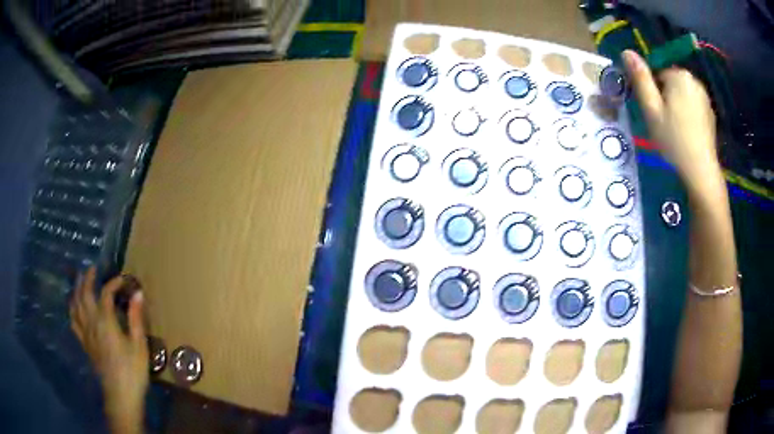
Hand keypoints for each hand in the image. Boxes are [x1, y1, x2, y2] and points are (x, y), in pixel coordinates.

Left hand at [70, 267, 147, 432]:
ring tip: (79, 280)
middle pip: (84, 294)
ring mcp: (85, 333)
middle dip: (87, 278)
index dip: (113, 283)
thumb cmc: (132, 371)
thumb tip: (138, 293)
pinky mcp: (84, 343)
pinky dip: (72, 309)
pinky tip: (74, 306)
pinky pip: (73, 321)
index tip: (123, 279)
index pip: (105, 293)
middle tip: (93, 268)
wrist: (120, 395)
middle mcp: (91, 322)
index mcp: (105, 321)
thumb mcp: (139, 346)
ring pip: (75, 305)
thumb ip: (136, 318)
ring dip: (76, 289)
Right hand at [622, 50, 722, 188]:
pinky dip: (689, 115)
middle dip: (666, 98)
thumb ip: (640, 79)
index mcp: (678, 75)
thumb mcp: (651, 109)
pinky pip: (694, 106)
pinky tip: (687, 134)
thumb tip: (626, 51)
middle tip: (664, 123)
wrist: (701, 170)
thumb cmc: (673, 139)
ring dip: (677, 106)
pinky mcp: (711, 113)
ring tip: (676, 130)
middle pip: (671, 82)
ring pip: (683, 95)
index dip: (653, 92)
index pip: (657, 73)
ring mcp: (705, 97)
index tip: (654, 112)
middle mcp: (694, 80)